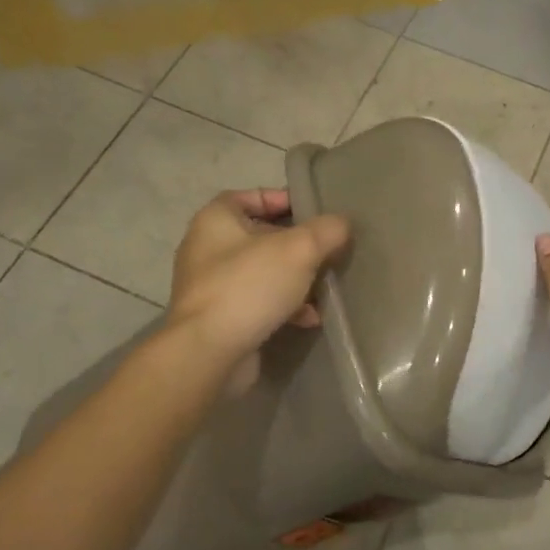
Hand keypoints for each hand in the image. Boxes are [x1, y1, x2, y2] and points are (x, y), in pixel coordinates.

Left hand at [167, 190, 350, 390]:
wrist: (209, 353)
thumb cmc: (250, 286)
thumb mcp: (300, 249)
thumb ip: (327, 230)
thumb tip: (342, 224)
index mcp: (216, 219)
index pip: (253, 196)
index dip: (284, 199)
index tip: (315, 213)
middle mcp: (207, 248)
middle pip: (261, 236)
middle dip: (297, 245)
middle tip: (327, 251)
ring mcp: (211, 286)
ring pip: (262, 272)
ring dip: (294, 279)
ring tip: (324, 288)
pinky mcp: (220, 318)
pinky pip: (257, 302)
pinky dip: (283, 306)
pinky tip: (310, 318)